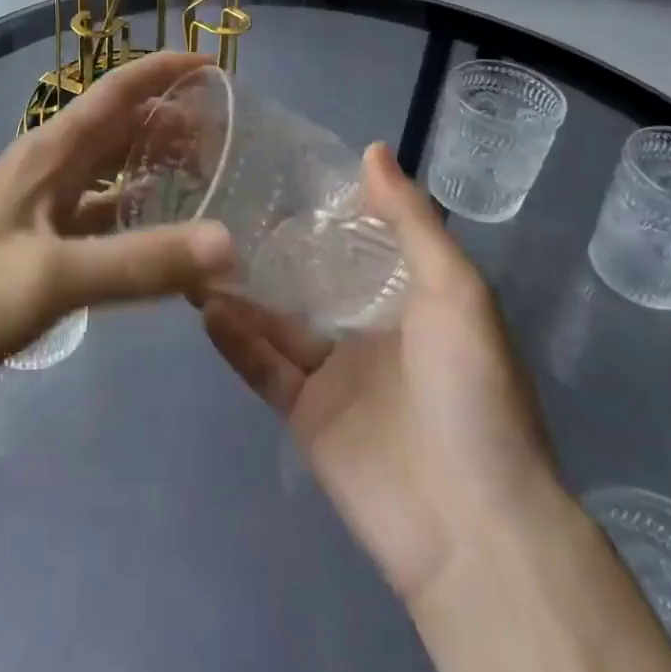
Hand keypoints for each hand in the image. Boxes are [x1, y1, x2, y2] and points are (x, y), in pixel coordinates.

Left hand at [0, 50, 233, 390]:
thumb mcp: (54, 277)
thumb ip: (140, 261)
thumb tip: (227, 243)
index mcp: (50, 152)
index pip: (116, 91)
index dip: (163, 71)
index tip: (215, 67)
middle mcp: (49, 168)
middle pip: (120, 128)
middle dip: (172, 122)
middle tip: (228, 138)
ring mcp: (43, 207)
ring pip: (112, 171)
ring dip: (155, 167)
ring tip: (208, 179)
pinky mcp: (41, 245)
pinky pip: (101, 215)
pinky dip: (136, 216)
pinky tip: (162, 238)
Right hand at [199, 145, 556, 606]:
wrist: (472, 523)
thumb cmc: (471, 390)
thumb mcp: (454, 290)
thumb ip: (411, 220)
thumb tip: (371, 148)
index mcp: (411, 301)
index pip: (361, 244)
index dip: (326, 211)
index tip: (280, 170)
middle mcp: (370, 333)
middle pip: (311, 282)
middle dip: (273, 249)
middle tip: (222, 205)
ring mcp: (335, 376)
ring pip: (278, 322)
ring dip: (241, 291)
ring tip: (198, 249)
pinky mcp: (305, 415)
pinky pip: (264, 367)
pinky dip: (236, 339)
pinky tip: (205, 305)